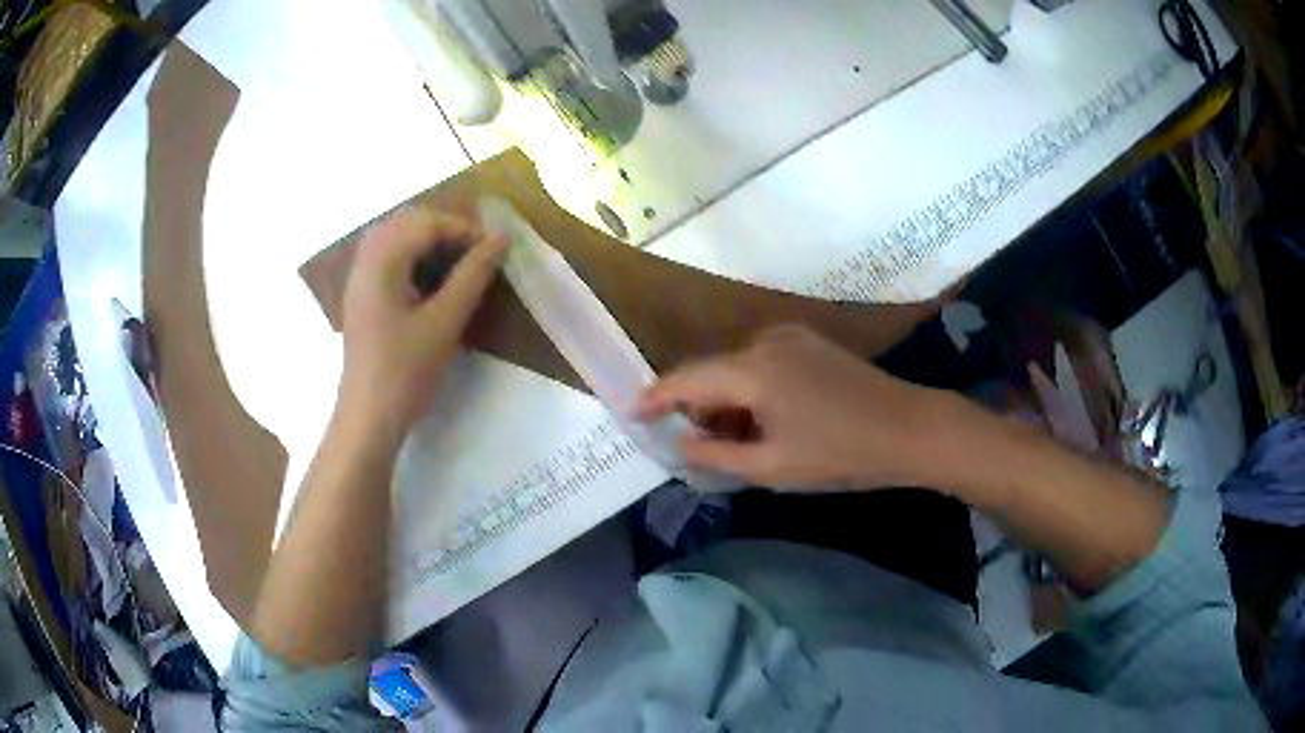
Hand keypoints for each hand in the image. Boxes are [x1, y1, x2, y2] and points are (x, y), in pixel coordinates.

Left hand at [339, 206, 505, 441]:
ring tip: (460, 265)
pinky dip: (414, 259)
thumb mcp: (445, 322)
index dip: (465, 229)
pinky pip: (388, 259)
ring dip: (430, 243)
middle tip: (478, 253)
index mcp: (382, 261)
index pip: (427, 223)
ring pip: (397, 238)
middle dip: (447, 230)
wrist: (368, 419)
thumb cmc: (405, 372)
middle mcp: (366, 260)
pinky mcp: (362, 297)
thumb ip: (472, 276)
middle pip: (408, 222)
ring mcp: (360, 278)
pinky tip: (433, 282)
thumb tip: (500, 240)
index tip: (496, 250)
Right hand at [637, 325, 944, 490]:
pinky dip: (750, 390)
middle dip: (694, 405)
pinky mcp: (811, 344)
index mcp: (752, 369)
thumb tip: (679, 442)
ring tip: (730, 440)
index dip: (655, 397)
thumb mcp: (771, 466)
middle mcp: (765, 341)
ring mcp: (792, 338)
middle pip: (711, 371)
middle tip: (689, 443)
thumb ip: (715, 454)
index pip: (687, 379)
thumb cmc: (840, 453)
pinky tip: (762, 420)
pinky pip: (762, 363)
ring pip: (737, 367)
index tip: (629, 412)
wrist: (909, 428)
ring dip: (725, 400)